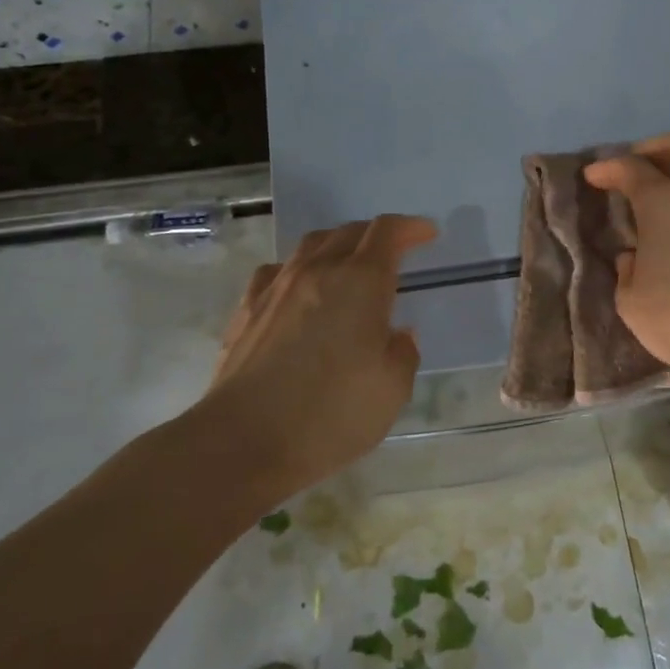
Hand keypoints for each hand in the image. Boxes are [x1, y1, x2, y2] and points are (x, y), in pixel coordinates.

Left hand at [200, 214, 437, 496]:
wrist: (242, 440)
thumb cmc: (330, 414)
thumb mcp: (392, 390)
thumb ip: (403, 353)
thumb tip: (397, 333)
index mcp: (361, 282)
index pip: (388, 232)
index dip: (411, 227)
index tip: (427, 234)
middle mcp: (318, 271)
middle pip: (349, 232)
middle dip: (376, 235)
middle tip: (393, 252)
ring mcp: (277, 287)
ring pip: (311, 245)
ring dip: (337, 246)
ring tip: (348, 265)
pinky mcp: (247, 309)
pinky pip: (278, 271)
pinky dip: (298, 270)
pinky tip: (299, 291)